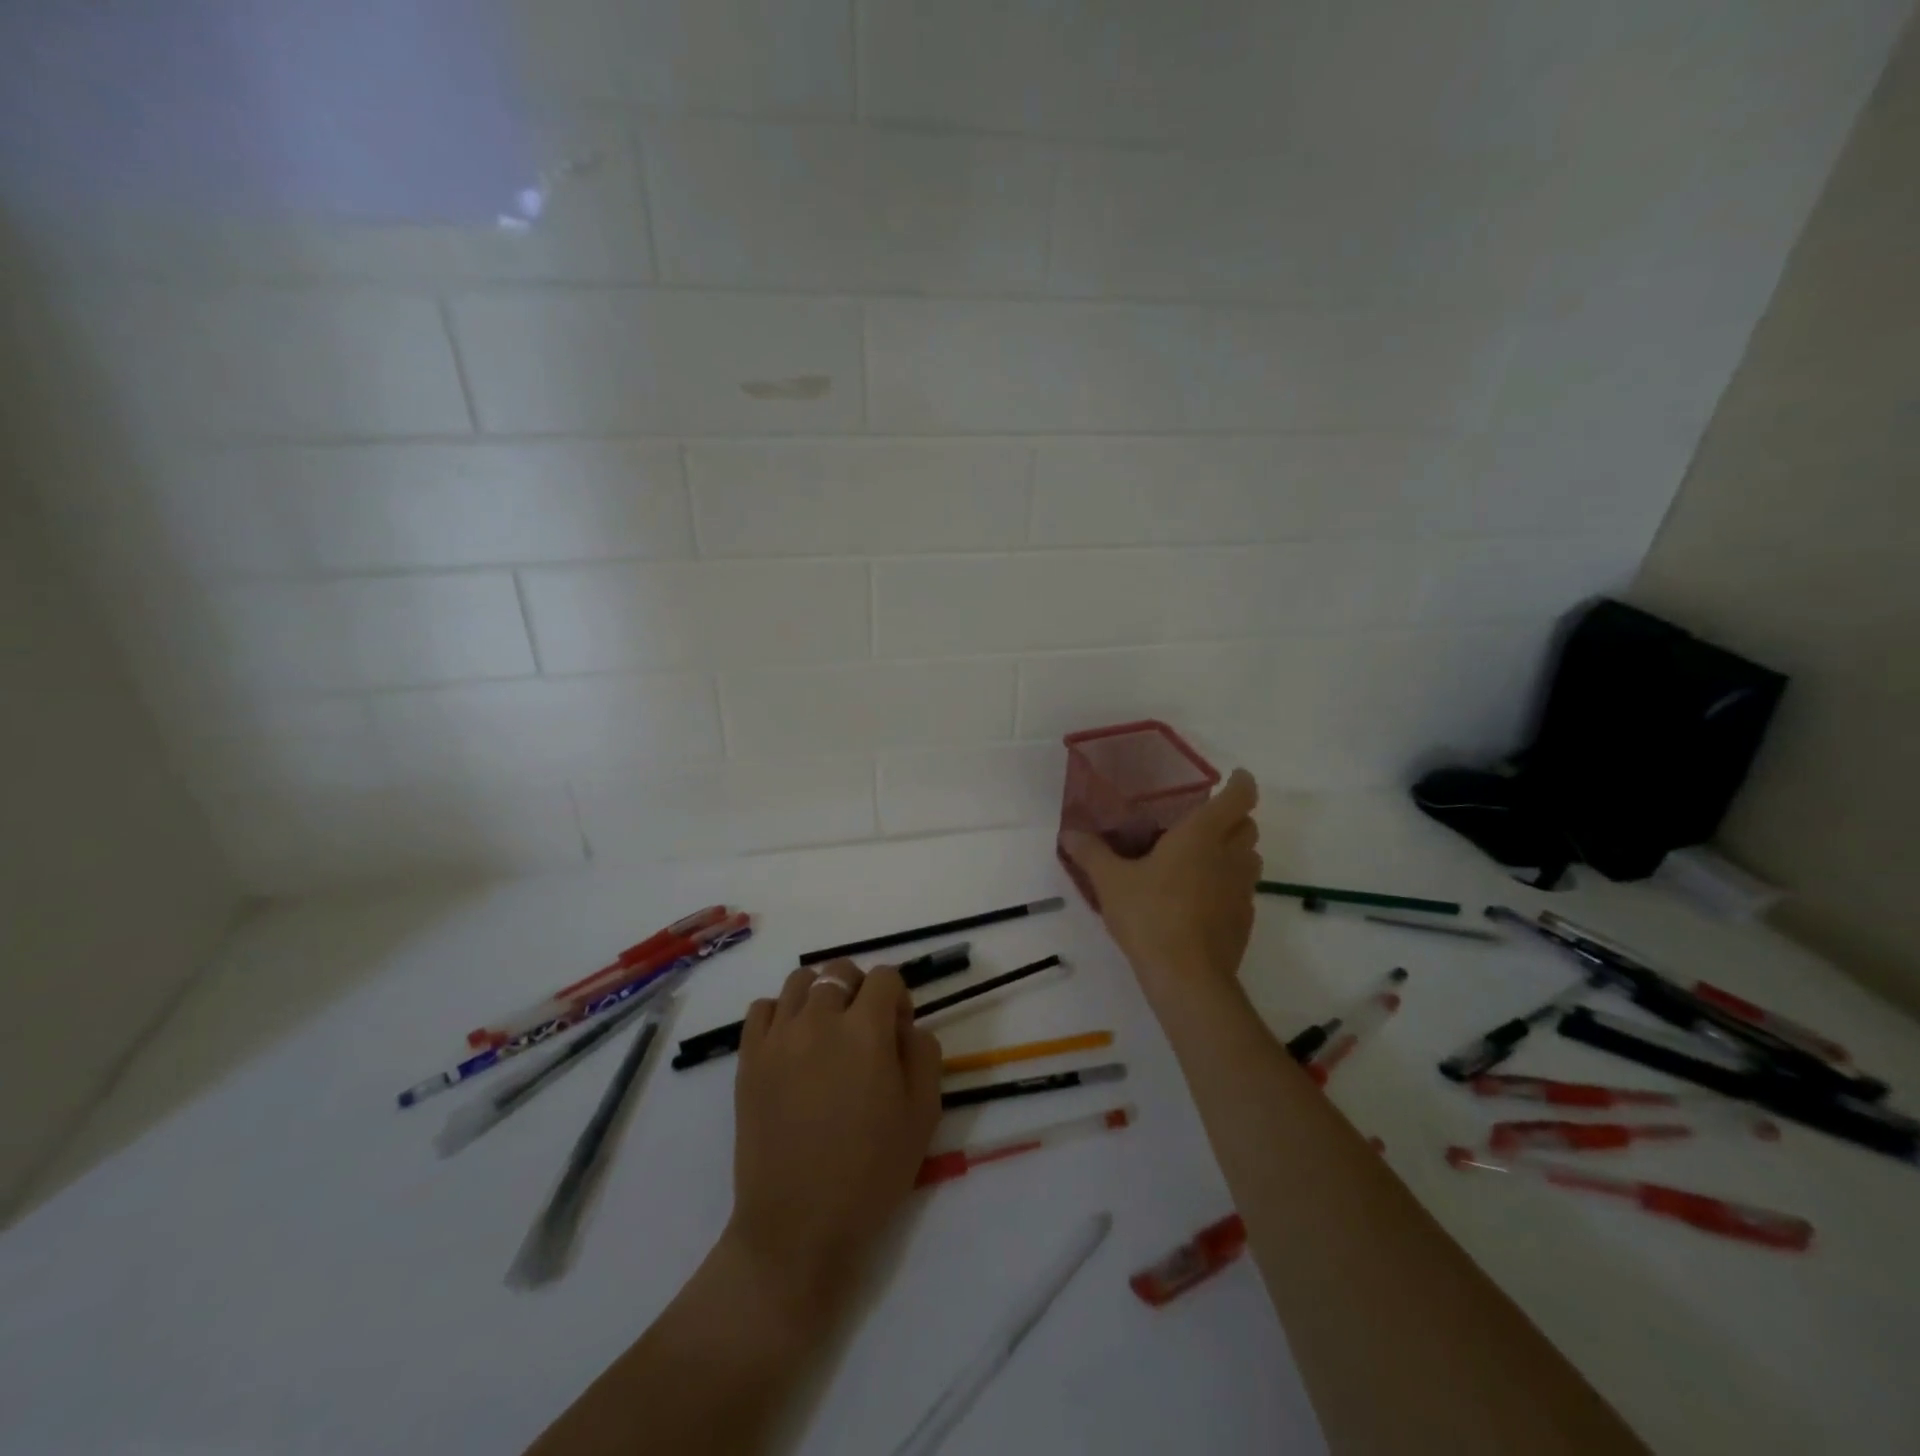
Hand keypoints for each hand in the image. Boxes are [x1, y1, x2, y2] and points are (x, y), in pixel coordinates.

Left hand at [725, 961, 942, 1327]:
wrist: (798, 1226)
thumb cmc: (870, 1173)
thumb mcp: (923, 1114)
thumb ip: (923, 1053)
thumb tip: (905, 1026)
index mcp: (865, 1031)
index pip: (885, 977)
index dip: (899, 997)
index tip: (899, 1031)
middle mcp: (818, 1020)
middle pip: (839, 971)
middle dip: (860, 988)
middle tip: (865, 1029)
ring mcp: (777, 1037)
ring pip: (798, 981)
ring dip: (820, 995)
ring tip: (826, 1032)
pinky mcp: (748, 1059)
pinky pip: (761, 1009)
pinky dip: (780, 1013)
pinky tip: (792, 1044)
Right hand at [1062, 768, 1262, 999]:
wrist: (1187, 977)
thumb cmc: (1150, 916)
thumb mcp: (1111, 882)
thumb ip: (1091, 853)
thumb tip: (1069, 832)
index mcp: (1201, 836)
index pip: (1238, 798)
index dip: (1241, 783)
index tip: (1236, 776)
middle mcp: (1229, 856)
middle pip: (1249, 826)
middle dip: (1236, 817)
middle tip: (1207, 820)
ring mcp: (1242, 890)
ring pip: (1251, 858)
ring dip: (1236, 850)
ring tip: (1205, 857)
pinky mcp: (1244, 920)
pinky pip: (1244, 890)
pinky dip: (1230, 884)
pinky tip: (1202, 898)